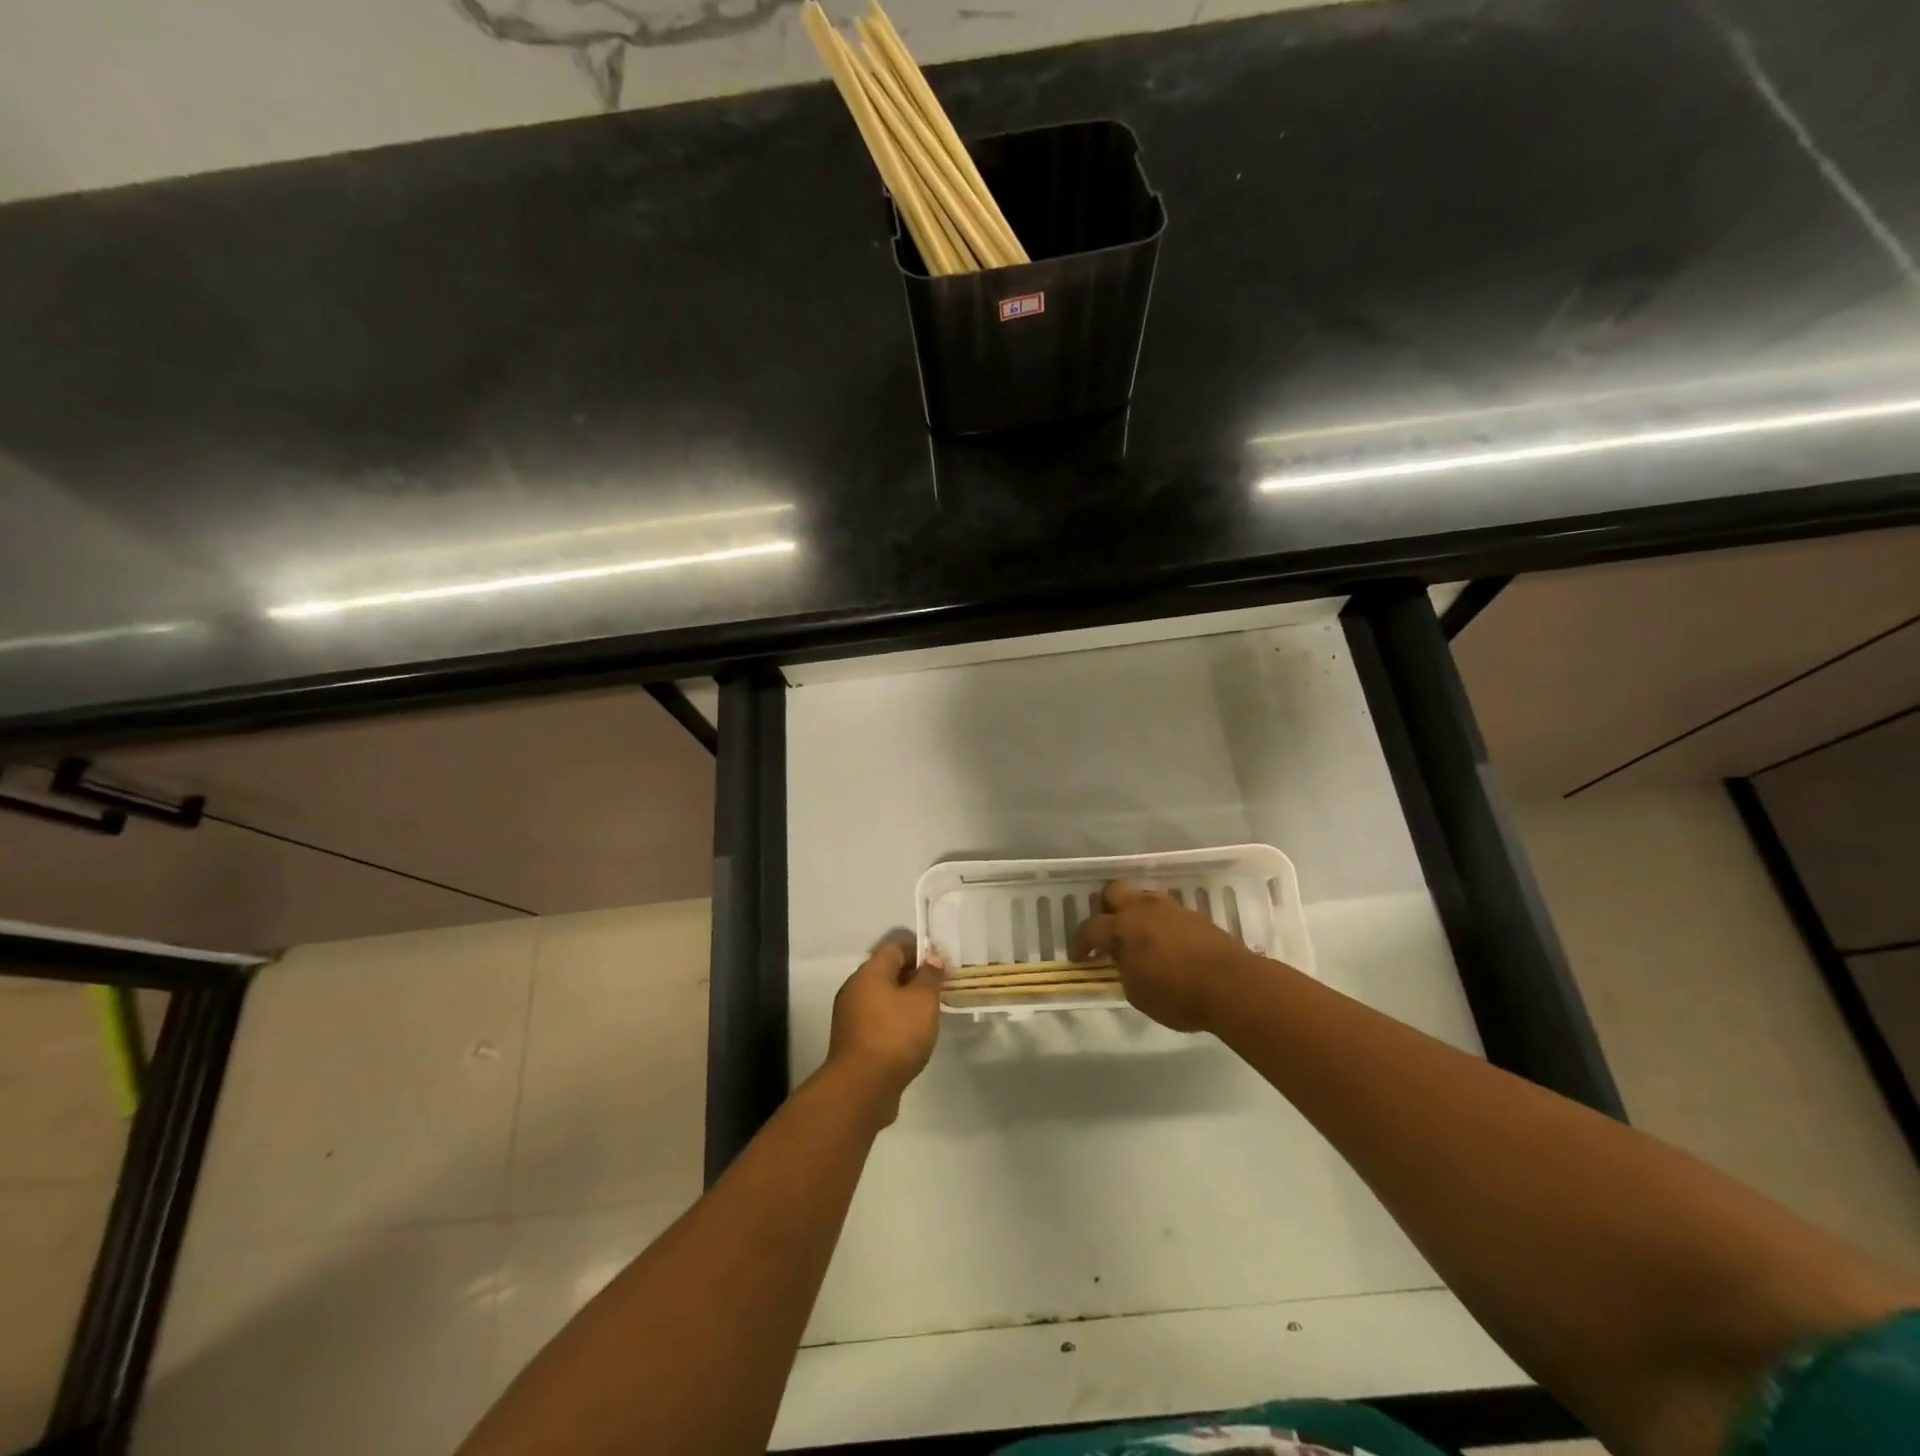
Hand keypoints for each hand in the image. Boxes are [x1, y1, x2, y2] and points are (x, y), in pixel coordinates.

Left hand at [824, 935, 944, 1123]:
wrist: (861, 1088)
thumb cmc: (895, 1035)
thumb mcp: (922, 1001)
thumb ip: (929, 977)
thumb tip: (931, 959)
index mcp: (869, 973)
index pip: (895, 947)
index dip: (920, 951)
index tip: (942, 966)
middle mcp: (855, 989)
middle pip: (887, 971)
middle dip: (914, 977)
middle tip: (939, 990)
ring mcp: (850, 1016)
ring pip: (882, 998)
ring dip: (905, 1001)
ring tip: (929, 1015)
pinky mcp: (853, 1041)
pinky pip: (878, 1020)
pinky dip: (894, 1021)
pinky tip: (911, 1037)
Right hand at [1071, 880, 1264, 1031]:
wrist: (1233, 985)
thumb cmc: (1178, 993)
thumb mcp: (1137, 992)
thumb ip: (1124, 970)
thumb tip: (1124, 960)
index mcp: (1124, 926)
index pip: (1091, 927)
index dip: (1080, 942)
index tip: (1079, 958)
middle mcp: (1144, 909)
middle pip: (1114, 891)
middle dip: (1105, 908)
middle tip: (1107, 932)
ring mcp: (1172, 909)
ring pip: (1143, 897)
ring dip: (1134, 912)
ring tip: (1138, 937)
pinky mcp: (1195, 916)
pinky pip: (1167, 911)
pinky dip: (1159, 923)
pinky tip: (1164, 944)